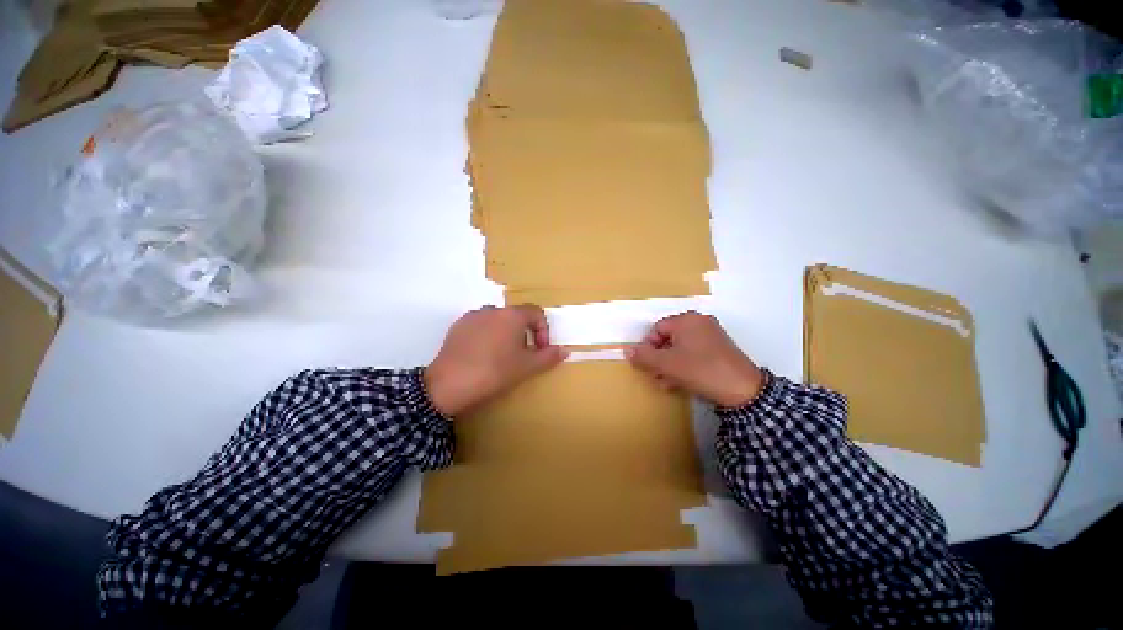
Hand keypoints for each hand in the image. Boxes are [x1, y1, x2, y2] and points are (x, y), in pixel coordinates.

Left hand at [424, 305, 567, 416]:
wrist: (449, 384)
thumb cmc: (494, 372)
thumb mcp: (526, 367)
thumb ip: (548, 356)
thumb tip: (565, 350)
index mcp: (512, 315)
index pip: (536, 312)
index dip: (543, 330)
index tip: (540, 349)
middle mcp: (492, 310)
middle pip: (516, 316)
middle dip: (524, 334)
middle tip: (521, 355)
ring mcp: (473, 316)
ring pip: (497, 320)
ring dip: (505, 334)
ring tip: (501, 356)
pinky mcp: (457, 326)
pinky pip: (480, 325)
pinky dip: (487, 335)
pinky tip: (481, 355)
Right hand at [626, 311, 764, 407]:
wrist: (743, 390)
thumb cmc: (700, 370)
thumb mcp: (667, 364)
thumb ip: (644, 356)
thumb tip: (627, 351)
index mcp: (686, 320)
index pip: (657, 329)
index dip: (648, 347)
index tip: (647, 365)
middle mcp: (700, 323)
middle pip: (669, 338)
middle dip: (659, 358)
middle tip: (655, 375)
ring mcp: (712, 335)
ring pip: (681, 348)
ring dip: (669, 365)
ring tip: (666, 382)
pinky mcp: (721, 349)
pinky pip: (695, 353)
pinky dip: (684, 365)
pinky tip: (680, 382)